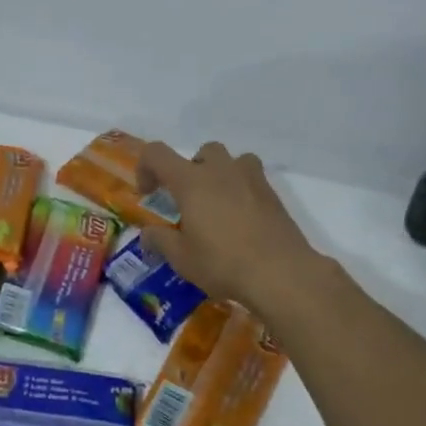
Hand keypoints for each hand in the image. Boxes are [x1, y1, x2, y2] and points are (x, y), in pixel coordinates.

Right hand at [137, 141, 319, 314]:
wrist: (280, 273)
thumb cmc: (223, 263)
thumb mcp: (182, 258)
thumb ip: (160, 241)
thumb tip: (147, 234)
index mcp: (191, 182)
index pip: (157, 154)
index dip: (145, 167)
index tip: (148, 194)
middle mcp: (221, 171)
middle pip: (202, 152)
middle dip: (190, 171)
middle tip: (188, 202)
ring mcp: (251, 179)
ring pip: (232, 160)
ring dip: (220, 174)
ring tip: (218, 204)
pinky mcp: (272, 194)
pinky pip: (252, 178)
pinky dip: (241, 189)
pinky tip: (241, 219)